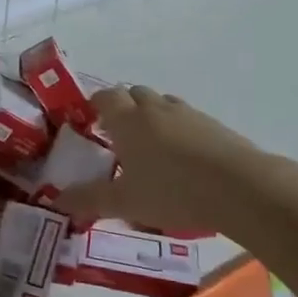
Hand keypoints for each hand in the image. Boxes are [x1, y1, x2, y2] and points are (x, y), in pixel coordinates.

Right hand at [59, 86, 266, 235]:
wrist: (241, 188)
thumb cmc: (172, 191)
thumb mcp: (124, 202)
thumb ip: (88, 199)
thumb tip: (56, 200)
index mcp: (127, 120)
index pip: (105, 97)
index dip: (95, 104)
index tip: (89, 120)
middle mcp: (155, 109)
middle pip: (134, 94)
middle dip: (123, 108)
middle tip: (118, 136)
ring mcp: (188, 114)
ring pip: (162, 104)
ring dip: (152, 116)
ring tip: (150, 146)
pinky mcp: (214, 126)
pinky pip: (188, 119)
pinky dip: (179, 130)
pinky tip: (183, 158)